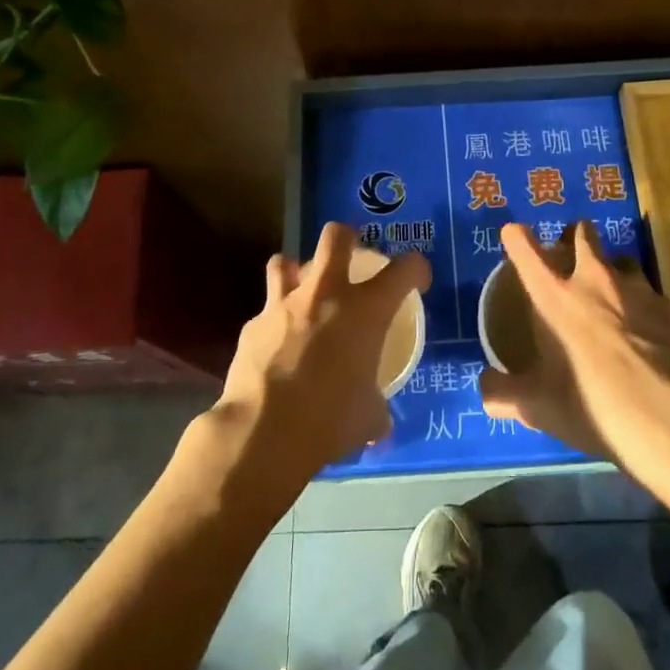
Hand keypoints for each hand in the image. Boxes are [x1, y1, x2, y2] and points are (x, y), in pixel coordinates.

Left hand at [212, 222, 430, 489]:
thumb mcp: (368, 418)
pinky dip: (273, 322)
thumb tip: (379, 422)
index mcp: (366, 310)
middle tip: (351, 257)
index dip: (416, 269)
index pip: (404, 269)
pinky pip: (265, 312)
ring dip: (297, 272)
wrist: (263, 433)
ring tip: (303, 293)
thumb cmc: (329, 421)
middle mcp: (326, 295)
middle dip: (346, 238)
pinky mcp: (252, 325)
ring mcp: (283, 305)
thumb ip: (376, 409)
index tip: (417, 281)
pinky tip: (275, 346)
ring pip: (286, 261)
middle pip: (336, 236)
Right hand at [479, 221, 669, 484]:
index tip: (513, 234)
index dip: (516, 238)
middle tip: (570, 252)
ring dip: (612, 269)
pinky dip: (642, 302)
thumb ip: (503, 394)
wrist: (665, 418)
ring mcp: (635, 289)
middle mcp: (593, 280)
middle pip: (582, 234)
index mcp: (553, 296)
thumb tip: (485, 389)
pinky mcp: (667, 307)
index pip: (525, 250)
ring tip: (611, 291)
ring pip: (621, 259)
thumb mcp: (537, 408)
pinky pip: (649, 292)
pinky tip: (643, 327)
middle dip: (575, 236)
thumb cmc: (590, 404)